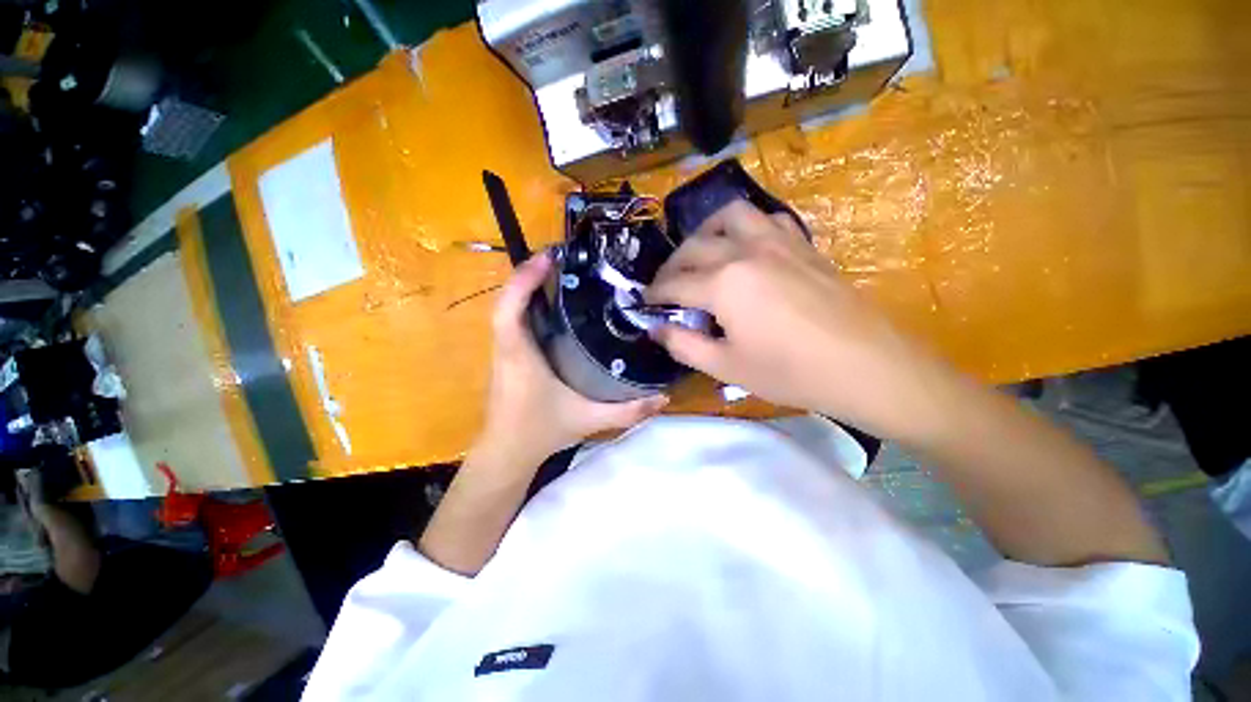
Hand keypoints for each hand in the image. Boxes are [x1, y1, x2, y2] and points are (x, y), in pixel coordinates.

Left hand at [474, 252, 667, 467]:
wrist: (506, 452)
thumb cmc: (541, 432)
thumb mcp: (589, 420)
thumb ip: (628, 411)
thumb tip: (664, 398)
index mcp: (521, 356)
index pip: (509, 310)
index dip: (524, 280)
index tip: (548, 258)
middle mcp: (507, 346)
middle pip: (507, 299)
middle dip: (529, 273)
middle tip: (562, 258)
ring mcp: (504, 349)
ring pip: (507, 307)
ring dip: (527, 285)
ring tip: (559, 272)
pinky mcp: (508, 353)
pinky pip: (512, 319)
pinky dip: (526, 301)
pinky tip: (551, 301)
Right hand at [646, 201, 938, 437]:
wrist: (866, 366)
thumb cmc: (790, 372)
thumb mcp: (726, 367)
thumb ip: (683, 345)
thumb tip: (656, 329)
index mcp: (723, 283)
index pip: (674, 282)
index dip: (654, 293)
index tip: (643, 301)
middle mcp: (745, 251)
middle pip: (694, 246)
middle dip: (672, 265)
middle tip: (666, 285)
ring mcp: (778, 242)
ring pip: (730, 216)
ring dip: (707, 231)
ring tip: (701, 253)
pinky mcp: (803, 244)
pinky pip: (767, 219)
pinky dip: (747, 227)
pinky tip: (746, 248)